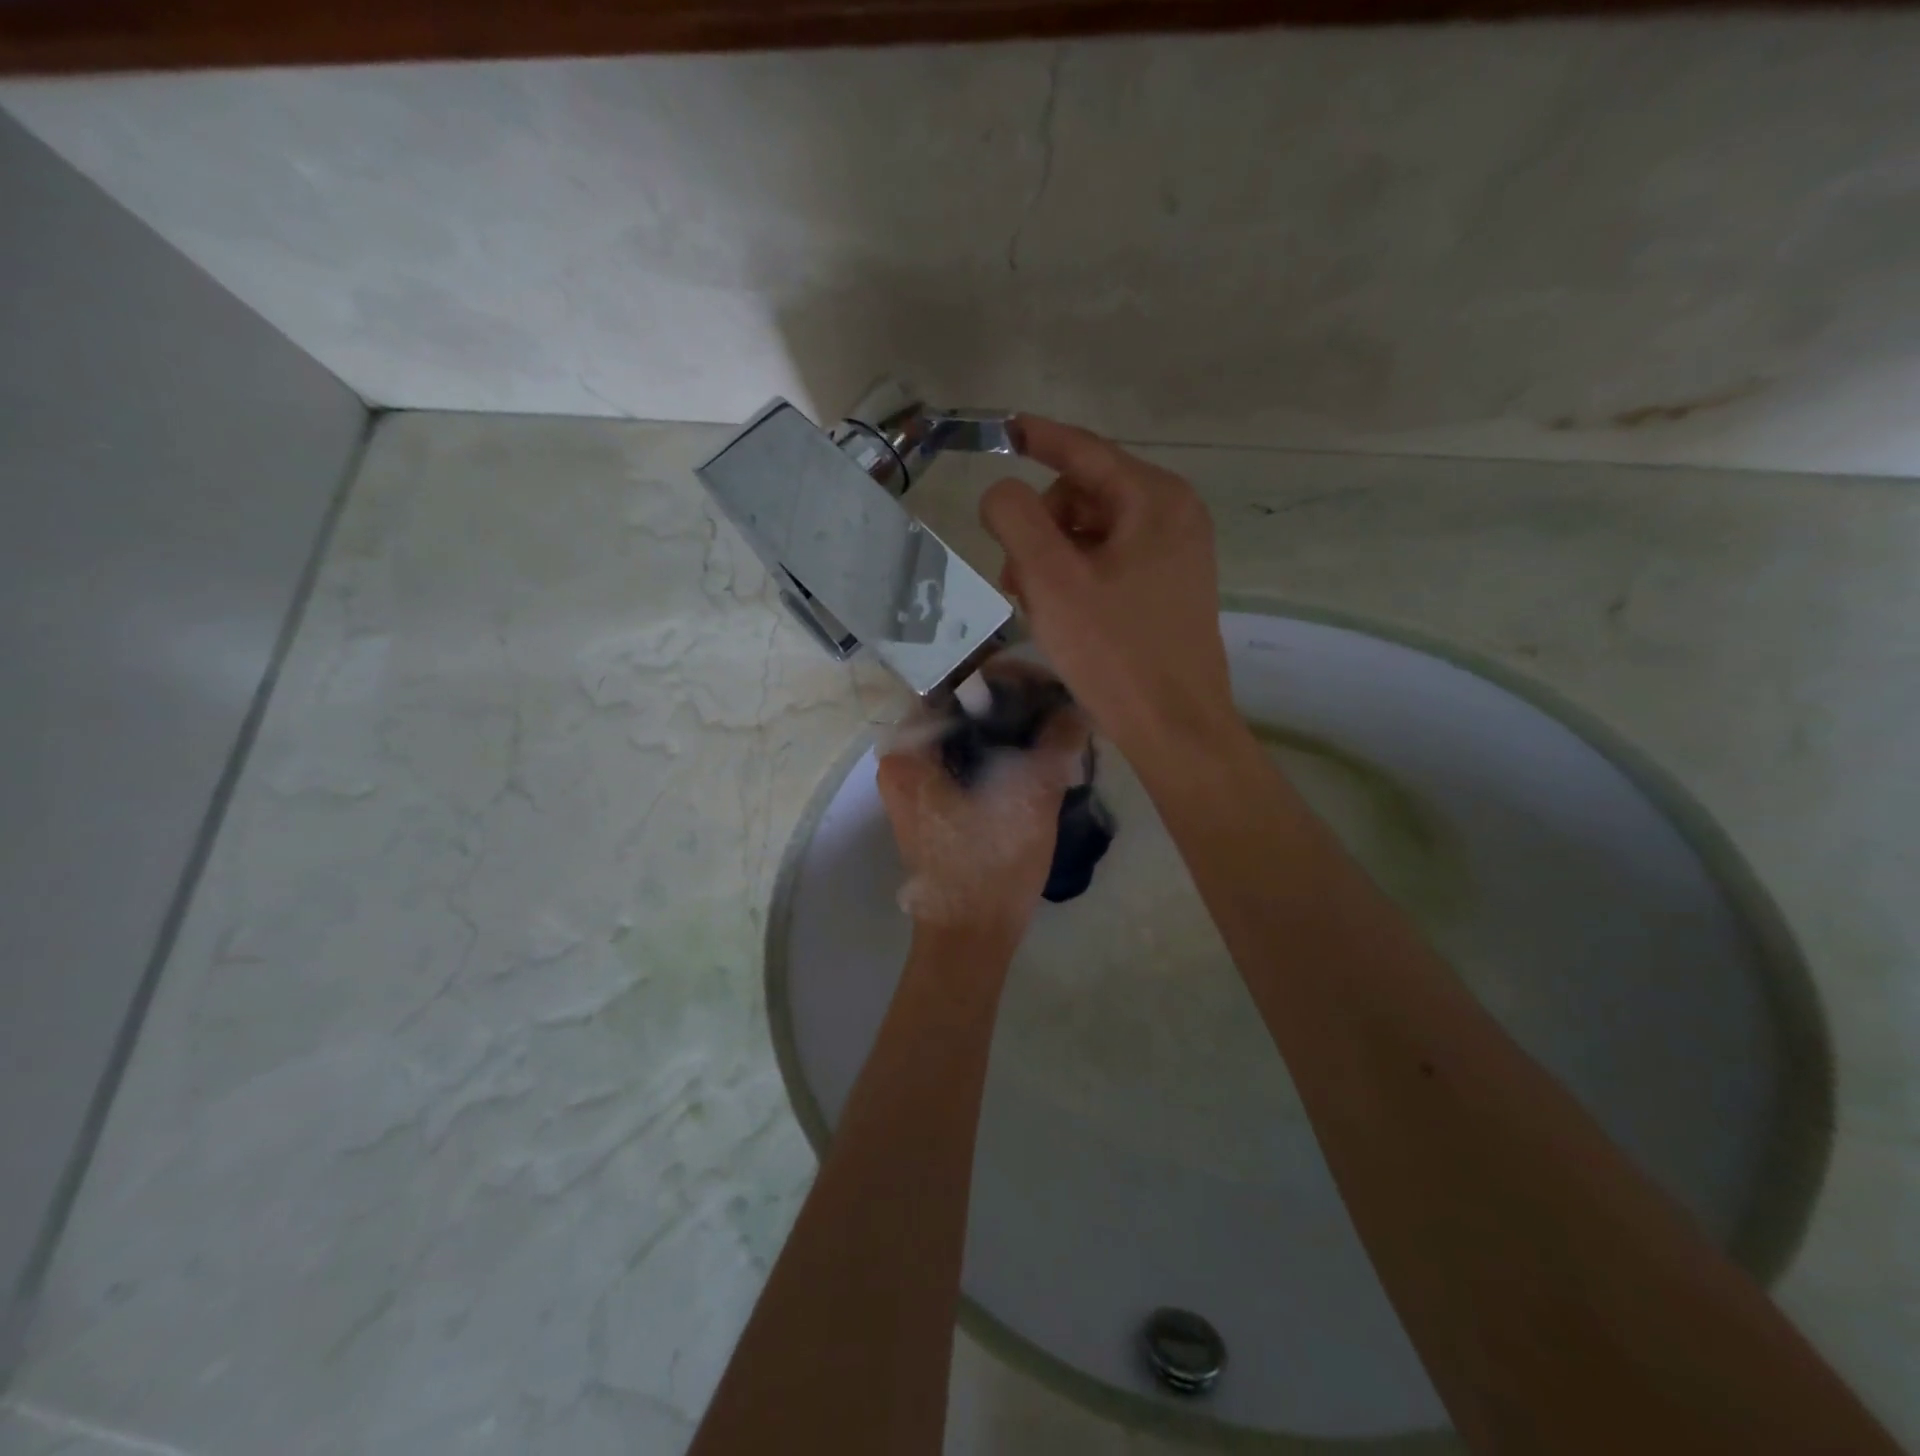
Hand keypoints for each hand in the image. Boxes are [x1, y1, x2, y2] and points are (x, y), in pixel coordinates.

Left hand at [876, 658, 1088, 946]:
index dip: (1006, 677)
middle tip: (1057, 703)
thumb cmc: (992, 865)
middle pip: (961, 707)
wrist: (971, 936)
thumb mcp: (1032, 796)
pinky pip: (967, 759)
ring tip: (1055, 724)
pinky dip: (999, 752)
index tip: (1049, 685)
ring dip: (1008, 728)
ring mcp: (915, 782)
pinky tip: (1037, 754)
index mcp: (910, 749)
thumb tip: (1076, 706)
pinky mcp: (933, 802)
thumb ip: (1055, 741)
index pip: (956, 683)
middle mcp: (903, 758)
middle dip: (1012, 702)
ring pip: (967, 734)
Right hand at [981, 417, 1237, 761]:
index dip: (1037, 437)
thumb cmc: (1114, 651)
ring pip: (1092, 532)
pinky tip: (1060, 615)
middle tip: (1015, 580)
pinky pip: (1109, 561)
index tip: (1001, 429)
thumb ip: (1016, 519)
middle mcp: (1173, 515)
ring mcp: (1176, 554)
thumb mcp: (1052, 580)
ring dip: (1052, 559)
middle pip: (1083, 494)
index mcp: (1154, 499)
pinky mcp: (1168, 588)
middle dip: (1040, 528)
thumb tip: (1001, 491)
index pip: (1084, 451)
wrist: (1174, 726)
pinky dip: (1075, 577)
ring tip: (1034, 605)